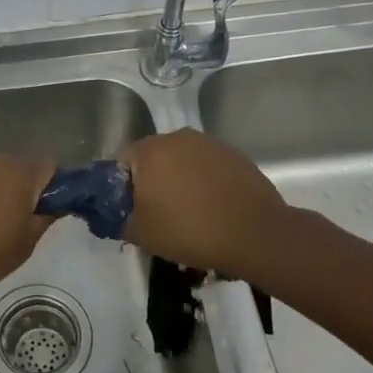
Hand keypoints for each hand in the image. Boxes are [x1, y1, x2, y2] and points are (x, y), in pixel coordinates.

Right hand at [118, 129, 291, 278]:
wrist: (257, 235)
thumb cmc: (191, 231)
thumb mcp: (142, 234)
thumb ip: (119, 218)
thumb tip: (116, 213)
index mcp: (149, 151)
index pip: (121, 162)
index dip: (121, 187)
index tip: (130, 209)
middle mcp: (177, 137)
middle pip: (152, 157)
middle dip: (151, 180)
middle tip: (156, 212)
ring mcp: (209, 143)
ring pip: (181, 160)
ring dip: (179, 179)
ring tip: (188, 211)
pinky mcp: (234, 155)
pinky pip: (207, 166)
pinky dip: (204, 181)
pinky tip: (212, 206)